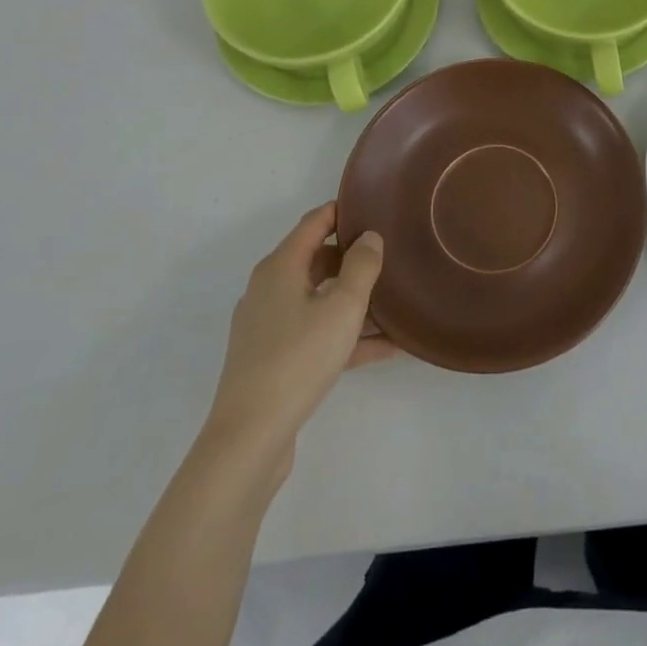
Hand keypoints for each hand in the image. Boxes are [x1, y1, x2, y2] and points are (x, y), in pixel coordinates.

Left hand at [203, 203, 397, 471]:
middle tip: (393, 255)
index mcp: (280, 267)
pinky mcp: (274, 358)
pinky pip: (317, 333)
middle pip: (318, 260)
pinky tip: (387, 348)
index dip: (344, 211)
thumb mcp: (343, 307)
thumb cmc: (298, 358)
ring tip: (397, 303)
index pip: (314, 222)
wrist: (249, 437)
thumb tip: (369, 237)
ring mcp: (269, 326)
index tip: (376, 208)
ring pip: (320, 300)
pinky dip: (346, 334)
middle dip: (354, 257)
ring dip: (355, 301)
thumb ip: (362, 266)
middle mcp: (270, 289)